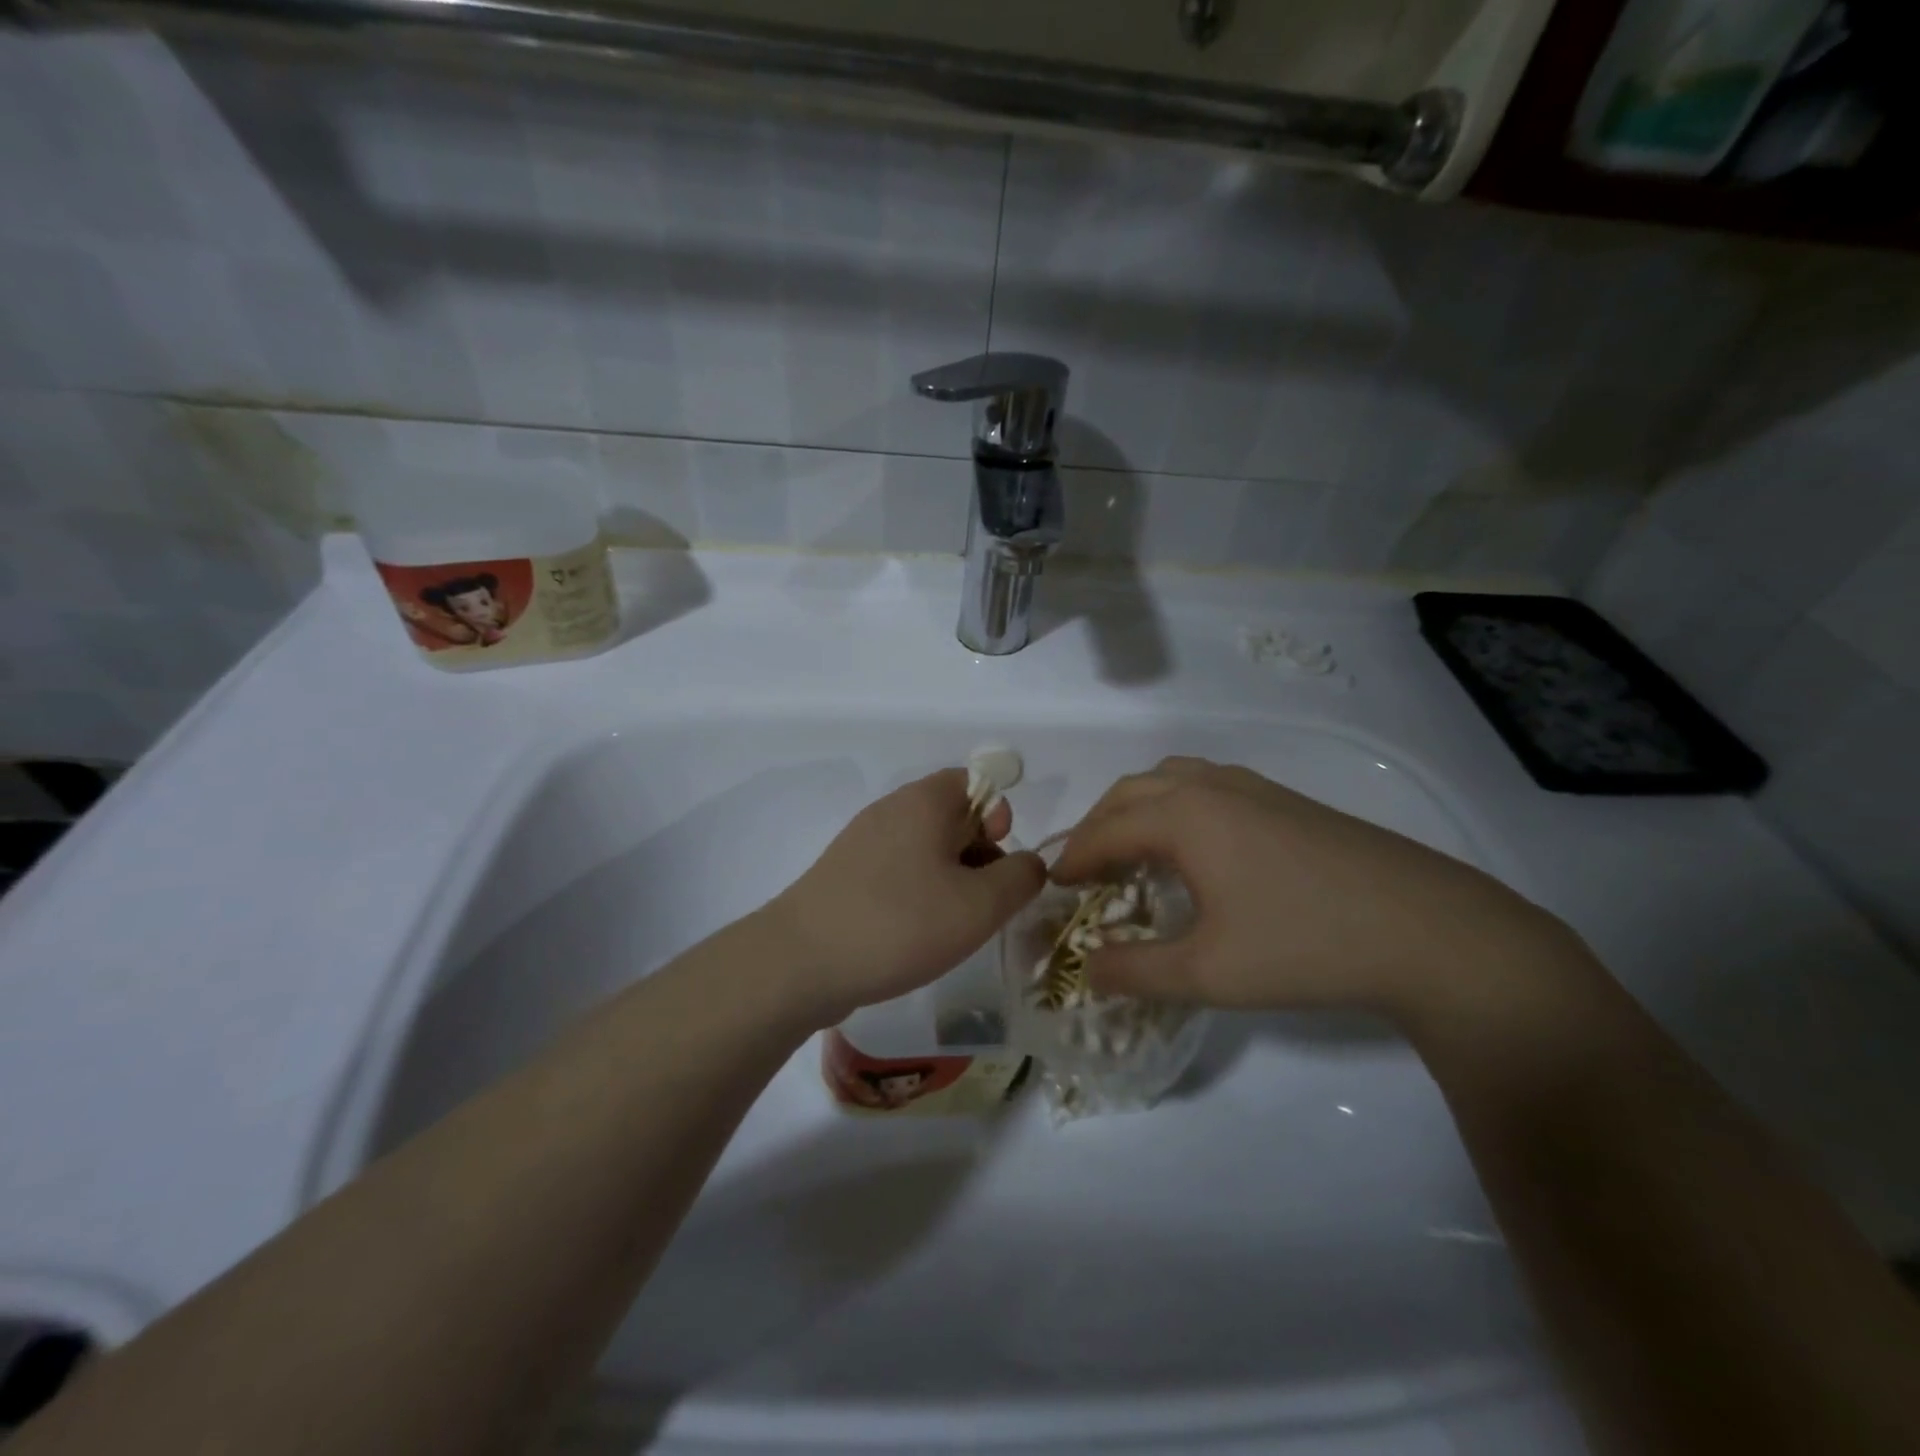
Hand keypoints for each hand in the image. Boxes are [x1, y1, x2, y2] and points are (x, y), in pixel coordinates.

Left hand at [763, 769, 1045, 1028]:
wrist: (800, 963)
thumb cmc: (900, 924)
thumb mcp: (979, 905)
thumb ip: (1020, 877)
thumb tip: (1028, 863)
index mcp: (924, 800)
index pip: (976, 781)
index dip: (999, 816)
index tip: (999, 860)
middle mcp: (891, 809)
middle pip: (952, 816)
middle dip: (979, 855)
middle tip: (983, 903)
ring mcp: (862, 841)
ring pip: (925, 847)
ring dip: (951, 879)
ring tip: (952, 925)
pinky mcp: (844, 874)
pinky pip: (897, 870)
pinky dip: (918, 893)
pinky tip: (916, 934)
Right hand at [1051, 757, 1586, 1026]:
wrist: (1430, 931)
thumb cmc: (1305, 946)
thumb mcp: (1208, 973)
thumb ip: (1135, 971)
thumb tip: (1085, 968)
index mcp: (1185, 816)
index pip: (1106, 829)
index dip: (1073, 858)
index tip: (1052, 886)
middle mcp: (1212, 787)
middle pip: (1132, 791)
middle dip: (1098, 825)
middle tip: (1085, 870)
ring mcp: (1255, 788)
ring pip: (1172, 779)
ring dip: (1138, 808)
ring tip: (1132, 850)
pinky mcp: (1288, 800)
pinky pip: (1208, 785)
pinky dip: (1176, 805)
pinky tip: (1196, 846)